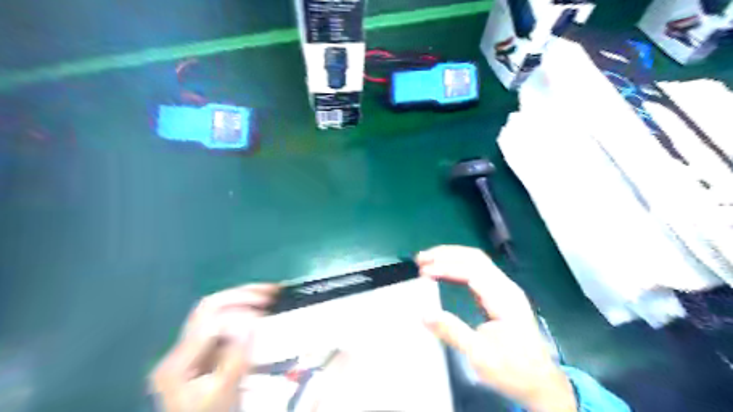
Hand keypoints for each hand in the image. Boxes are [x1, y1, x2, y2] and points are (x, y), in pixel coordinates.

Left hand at [151, 283, 280, 411]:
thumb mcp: (223, 392)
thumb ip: (236, 358)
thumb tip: (251, 321)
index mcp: (178, 362)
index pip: (208, 319)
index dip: (238, 309)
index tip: (266, 311)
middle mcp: (180, 350)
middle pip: (208, 308)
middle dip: (241, 295)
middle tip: (270, 292)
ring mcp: (190, 351)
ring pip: (215, 311)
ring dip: (243, 298)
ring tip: (269, 291)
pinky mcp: (203, 353)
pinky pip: (223, 322)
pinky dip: (243, 310)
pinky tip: (260, 307)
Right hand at [415, 246, 575, 409]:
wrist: (541, 384)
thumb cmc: (514, 370)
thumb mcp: (480, 355)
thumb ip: (452, 331)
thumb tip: (424, 314)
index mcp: (504, 297)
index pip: (472, 270)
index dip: (445, 267)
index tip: (423, 272)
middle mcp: (505, 287)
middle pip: (474, 257)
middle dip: (446, 254)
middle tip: (421, 258)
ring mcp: (504, 289)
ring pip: (476, 261)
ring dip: (451, 257)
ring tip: (427, 260)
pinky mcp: (500, 295)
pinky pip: (477, 271)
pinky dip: (457, 266)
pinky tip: (444, 270)